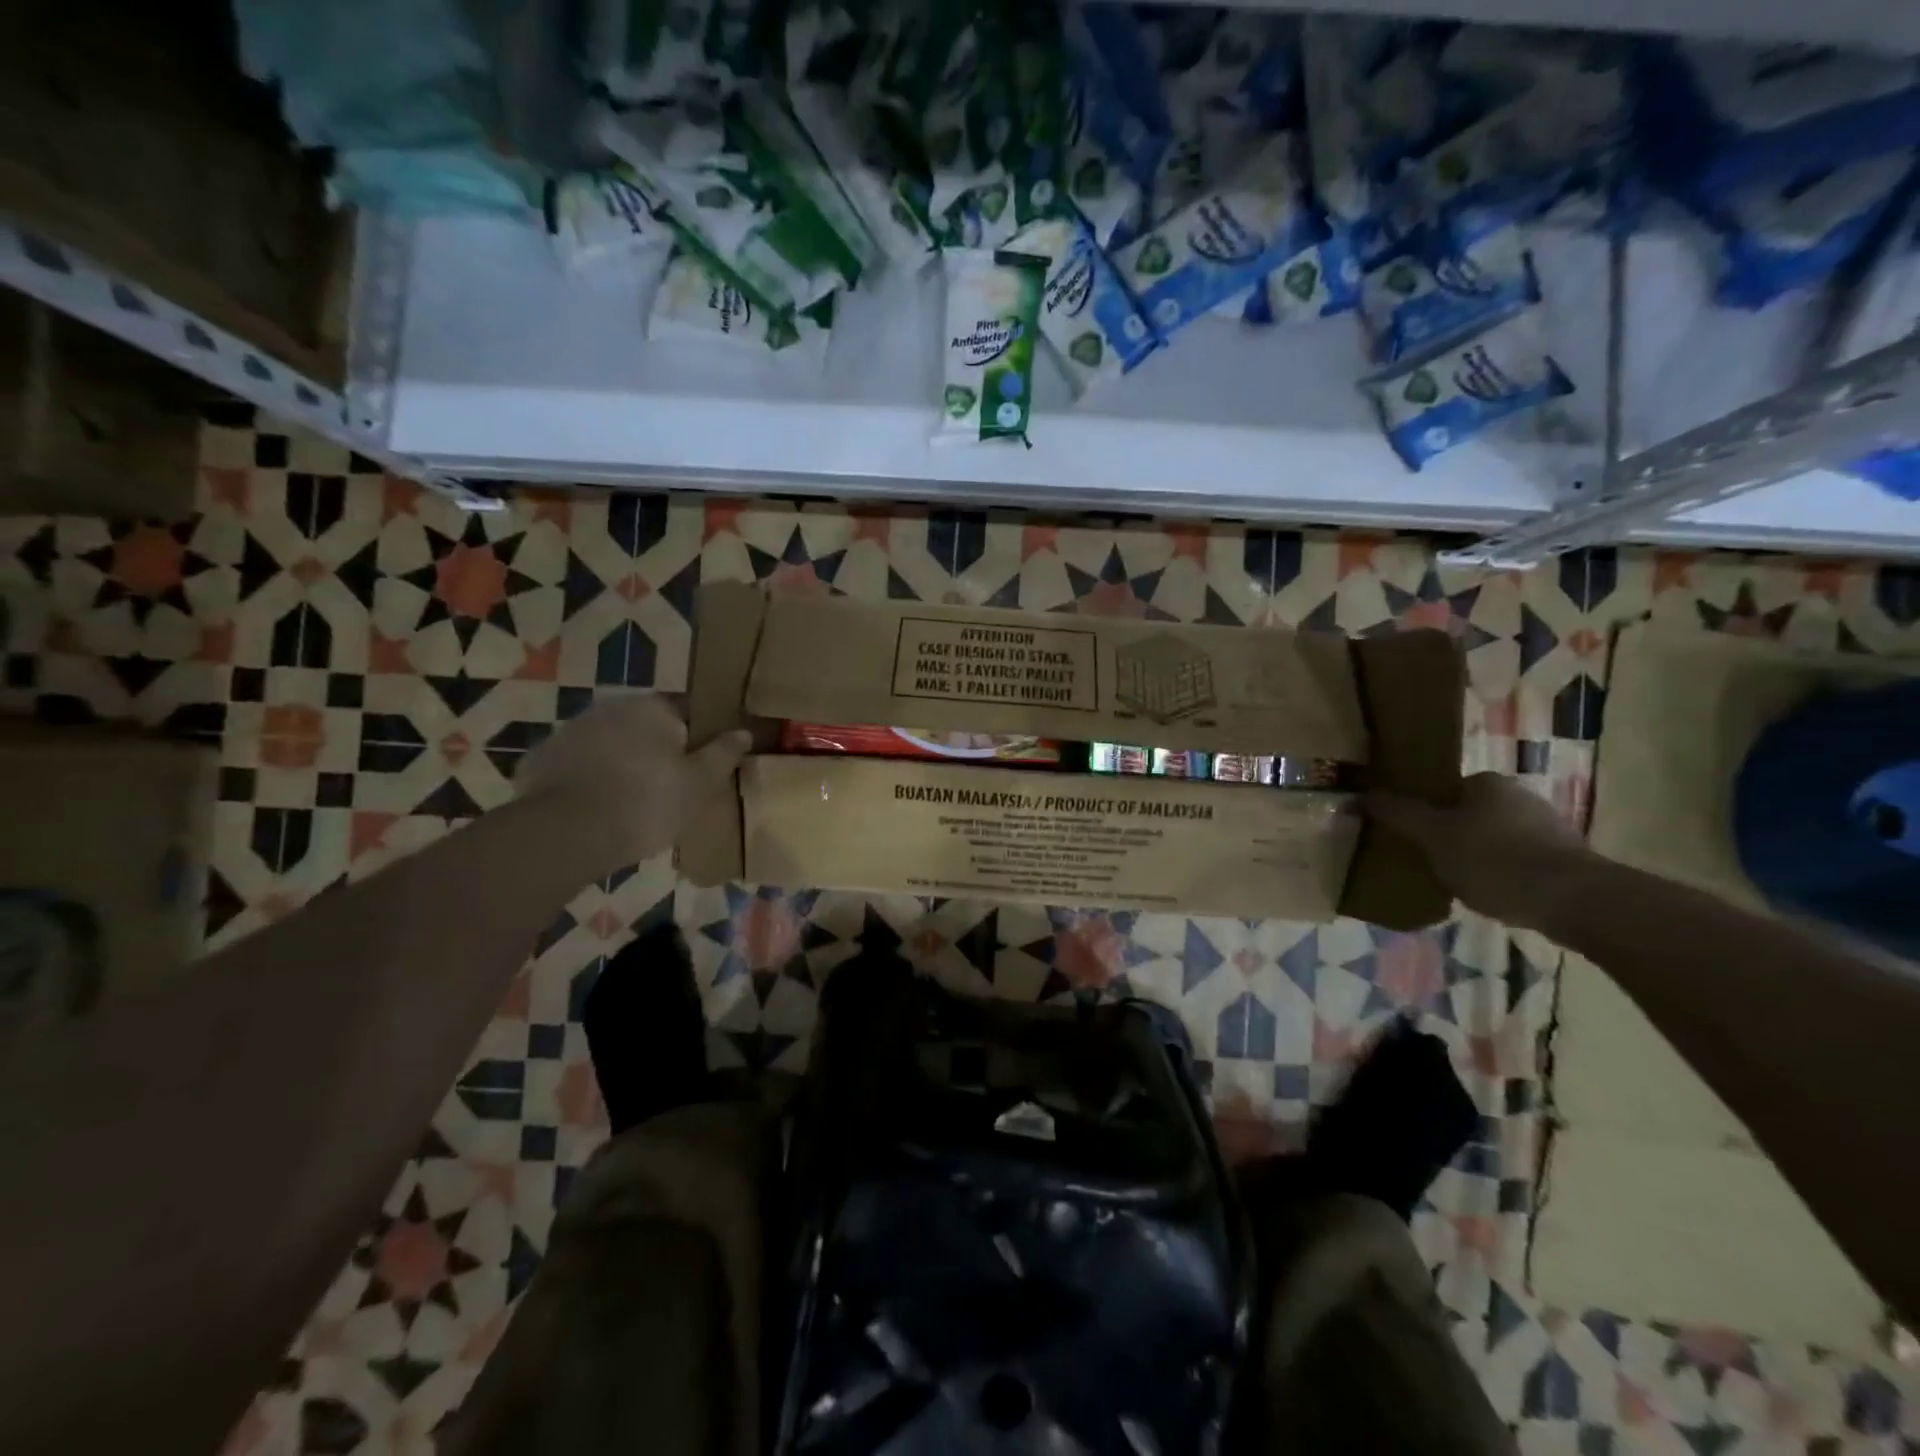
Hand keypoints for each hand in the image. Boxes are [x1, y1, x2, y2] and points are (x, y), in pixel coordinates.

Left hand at [516, 697, 749, 869]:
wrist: (566, 834)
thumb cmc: (647, 803)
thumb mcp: (700, 784)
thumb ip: (723, 754)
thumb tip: (743, 731)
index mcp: (653, 707)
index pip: (688, 710)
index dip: (700, 735)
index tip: (705, 762)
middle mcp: (611, 707)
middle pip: (647, 726)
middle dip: (659, 749)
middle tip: (672, 786)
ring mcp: (571, 730)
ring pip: (611, 743)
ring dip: (623, 762)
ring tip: (633, 801)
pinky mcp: (542, 758)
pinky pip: (579, 764)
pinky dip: (590, 778)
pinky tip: (597, 808)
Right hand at [1365, 772, 1591, 930]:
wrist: (1575, 900)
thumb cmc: (1494, 860)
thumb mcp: (1433, 837)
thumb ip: (1399, 815)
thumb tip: (1362, 794)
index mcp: (1486, 782)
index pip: (1442, 791)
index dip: (1423, 814)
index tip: (1412, 840)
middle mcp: (1518, 794)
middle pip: (1467, 814)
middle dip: (1449, 837)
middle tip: (1430, 864)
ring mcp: (1546, 825)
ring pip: (1493, 838)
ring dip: (1476, 857)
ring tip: (1459, 885)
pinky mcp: (1564, 857)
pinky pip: (1518, 860)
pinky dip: (1502, 874)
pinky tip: (1494, 895)